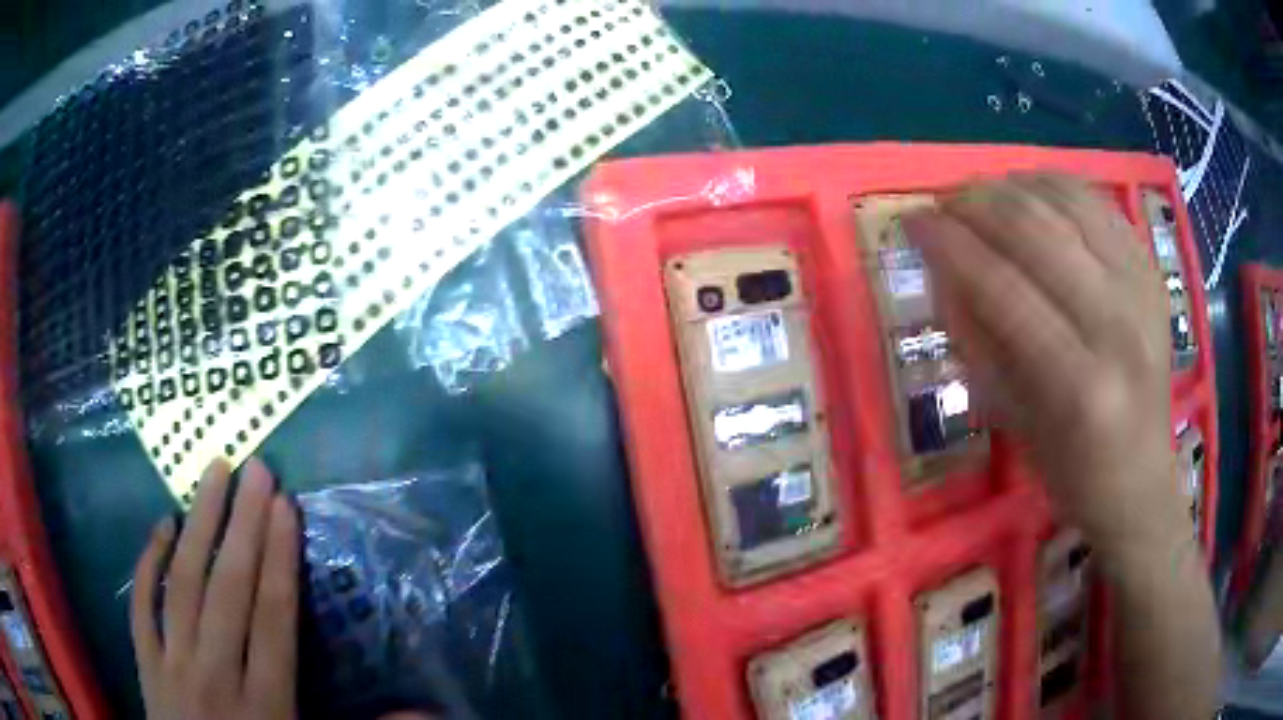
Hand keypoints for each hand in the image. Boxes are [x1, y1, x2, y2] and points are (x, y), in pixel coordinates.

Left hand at [131, 458, 299, 719]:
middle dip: (244, 525)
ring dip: (198, 524)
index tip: (286, 506)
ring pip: (182, 584)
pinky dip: (148, 562)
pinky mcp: (145, 664)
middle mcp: (215, 675)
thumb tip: (428, 712)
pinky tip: (161, 525)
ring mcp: (172, 666)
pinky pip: (141, 604)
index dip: (279, 558)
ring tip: (213, 473)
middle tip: (256, 468)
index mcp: (265, 704)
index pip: (273, 618)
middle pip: (228, 590)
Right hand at [902, 175, 1184, 554]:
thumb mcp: (1013, 424)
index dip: (950, 245)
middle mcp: (1117, 325)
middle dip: (977, 204)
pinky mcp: (1153, 273)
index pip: (1002, 288)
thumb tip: (944, 265)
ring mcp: (1141, 291)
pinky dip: (1057, 185)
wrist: (1141, 480)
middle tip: (942, 203)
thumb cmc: (1071, 471)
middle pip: (1037, 232)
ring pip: (1068, 203)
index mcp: (1078, 384)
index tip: (912, 221)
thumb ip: (979, 340)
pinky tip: (1030, 191)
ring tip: (981, 193)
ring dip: (1013, 186)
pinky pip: (1099, 203)